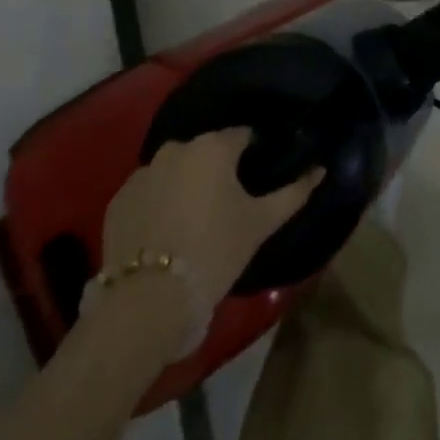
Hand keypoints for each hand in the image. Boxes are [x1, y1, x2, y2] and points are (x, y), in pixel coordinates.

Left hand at [102, 129, 323, 306]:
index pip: (242, 136)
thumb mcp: (260, 224)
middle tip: (227, 207)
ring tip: (193, 223)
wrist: (147, 302)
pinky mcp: (118, 200)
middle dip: (217, 171)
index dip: (253, 155)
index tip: (256, 180)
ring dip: (186, 186)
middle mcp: (177, 147)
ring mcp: (142, 172)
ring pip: (175, 171)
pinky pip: (147, 192)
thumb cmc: (214, 252)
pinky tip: (164, 234)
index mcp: (213, 146)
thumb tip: (321, 168)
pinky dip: (157, 204)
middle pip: (206, 152)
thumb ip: (293, 193)